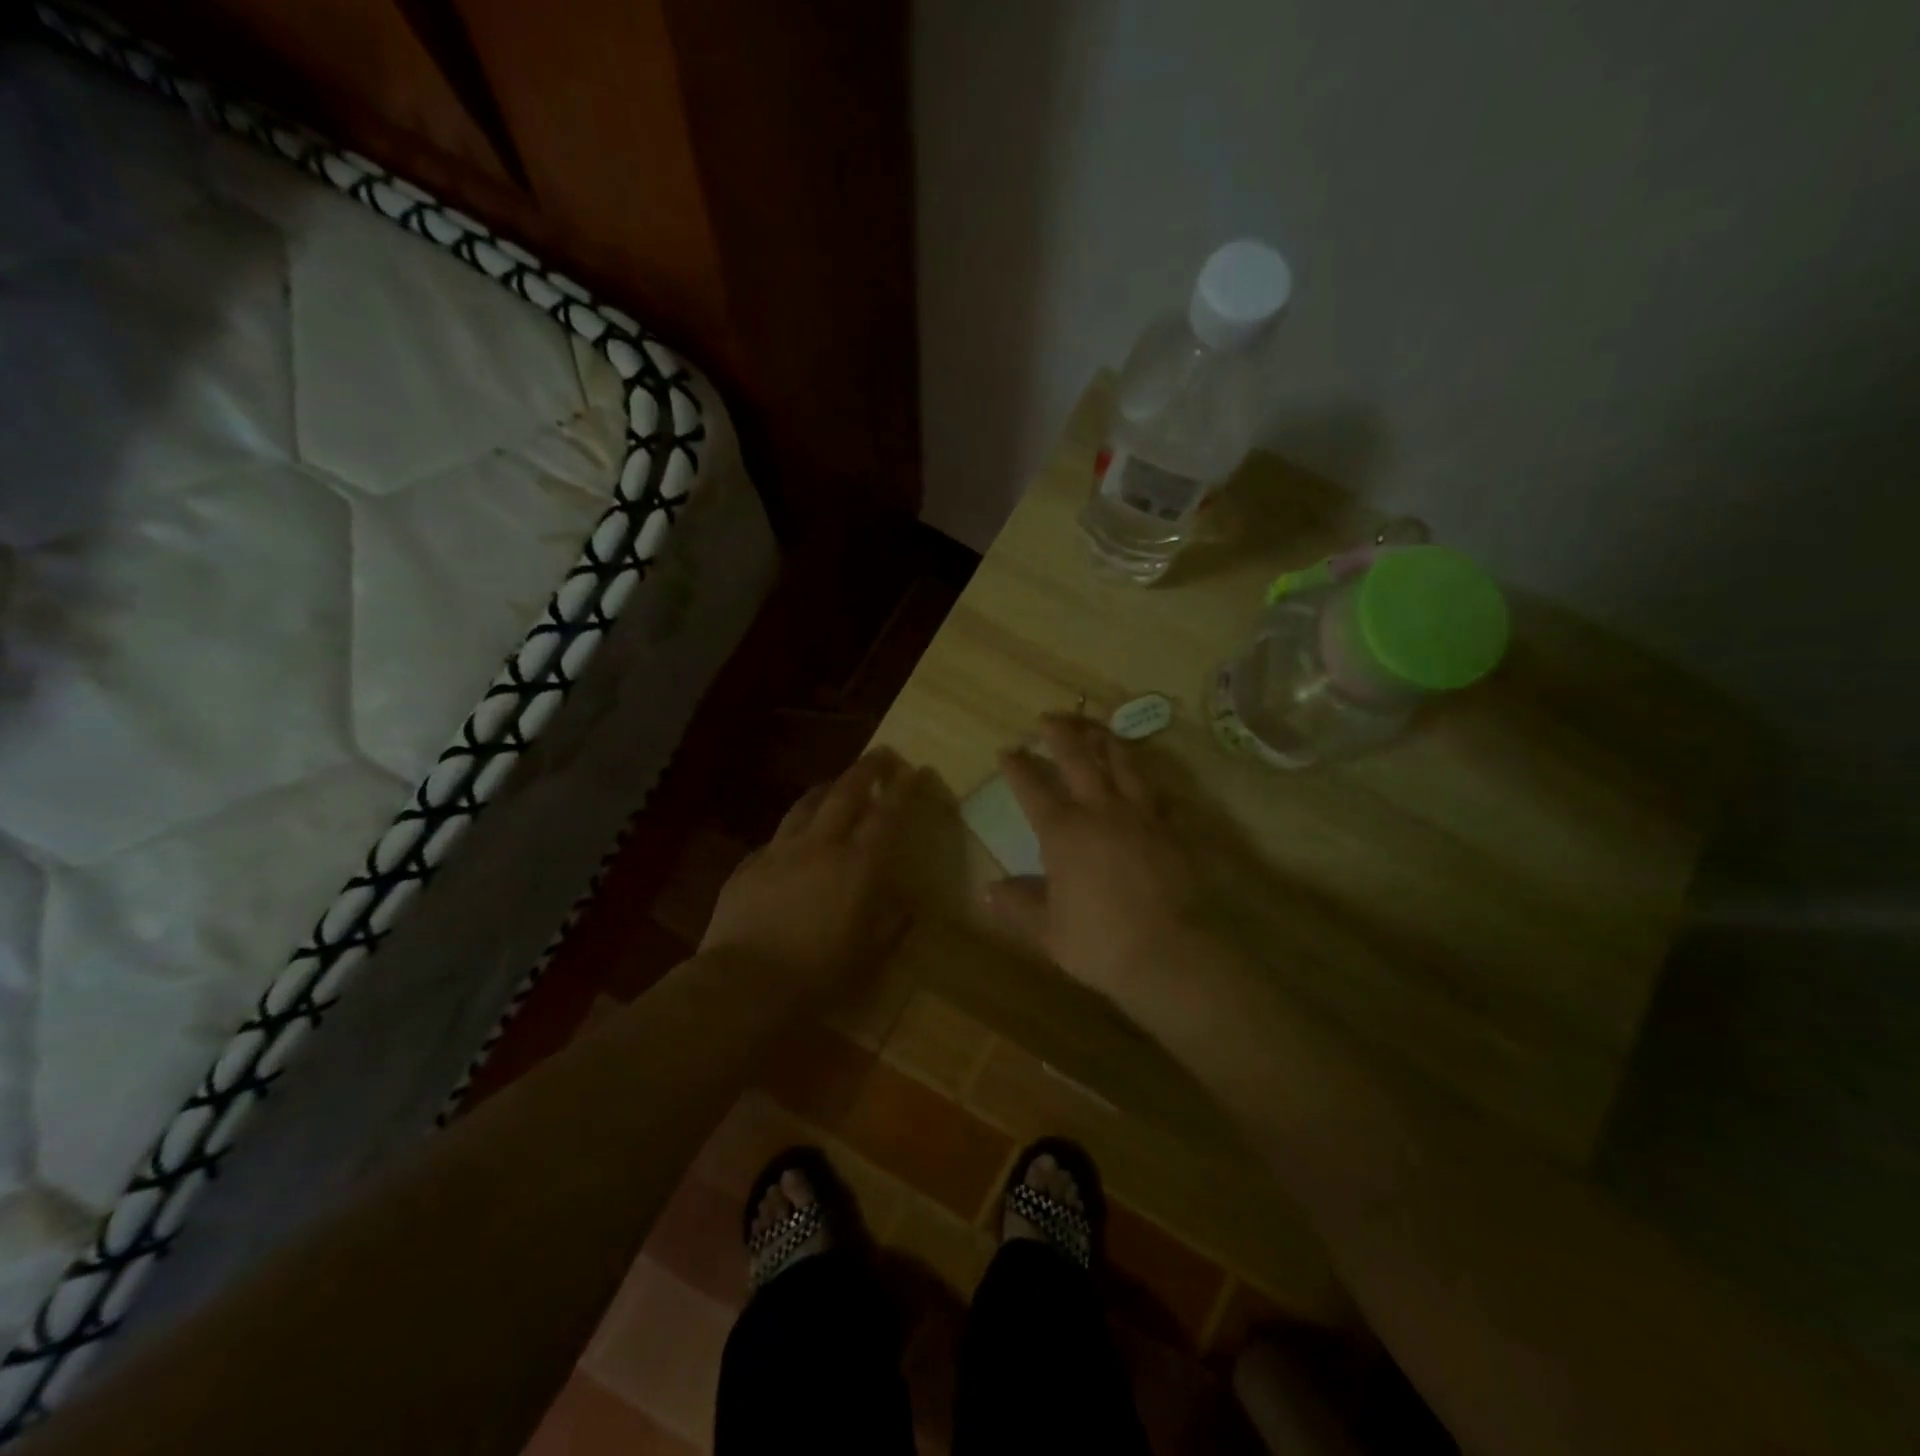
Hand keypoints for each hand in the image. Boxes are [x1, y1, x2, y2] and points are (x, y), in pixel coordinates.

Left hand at [701, 748, 913, 996]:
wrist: (745, 984)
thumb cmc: (818, 974)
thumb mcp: (868, 954)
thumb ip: (890, 925)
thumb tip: (905, 908)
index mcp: (857, 865)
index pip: (886, 814)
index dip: (903, 789)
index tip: (916, 770)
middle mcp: (820, 846)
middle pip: (845, 792)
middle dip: (867, 768)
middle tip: (881, 755)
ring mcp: (779, 851)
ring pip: (805, 805)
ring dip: (827, 789)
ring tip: (836, 785)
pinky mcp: (748, 866)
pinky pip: (776, 838)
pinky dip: (793, 831)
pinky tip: (793, 842)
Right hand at [986, 714, 1211, 1008]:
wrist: (1168, 953)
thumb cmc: (1098, 942)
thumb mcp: (1047, 929)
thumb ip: (1017, 905)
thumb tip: (987, 891)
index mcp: (1063, 832)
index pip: (1033, 789)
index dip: (1018, 767)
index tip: (1007, 750)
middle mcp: (1100, 812)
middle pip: (1078, 759)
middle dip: (1061, 734)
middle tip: (1049, 718)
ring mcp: (1140, 816)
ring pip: (1123, 764)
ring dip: (1106, 741)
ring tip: (1096, 727)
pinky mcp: (1171, 829)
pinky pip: (1159, 794)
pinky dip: (1149, 781)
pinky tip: (1147, 779)